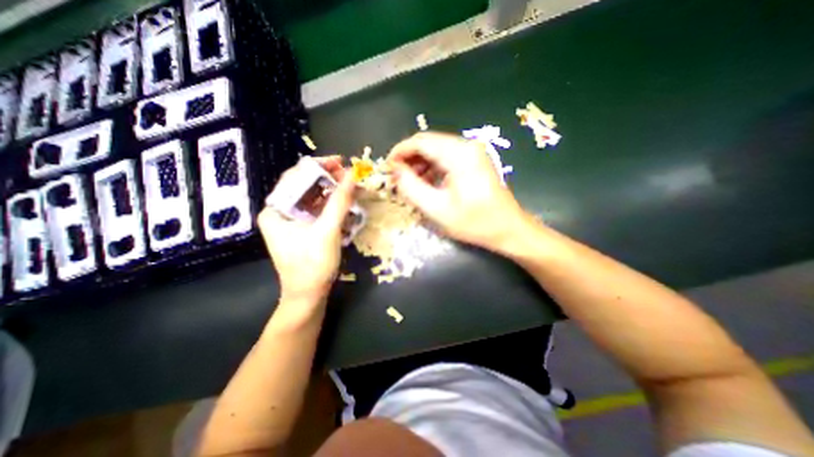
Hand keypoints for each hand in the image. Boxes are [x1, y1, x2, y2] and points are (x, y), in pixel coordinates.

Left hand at [257, 156, 352, 303]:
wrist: (308, 295)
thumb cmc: (313, 265)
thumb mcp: (327, 231)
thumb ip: (339, 202)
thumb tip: (352, 175)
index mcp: (275, 210)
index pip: (294, 177)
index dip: (318, 166)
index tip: (340, 162)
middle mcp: (280, 212)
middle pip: (304, 186)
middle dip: (328, 179)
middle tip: (349, 175)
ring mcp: (291, 221)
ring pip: (312, 197)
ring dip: (332, 191)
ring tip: (350, 187)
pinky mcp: (302, 229)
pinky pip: (317, 210)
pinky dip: (331, 205)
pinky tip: (344, 203)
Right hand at [387, 131, 528, 251]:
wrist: (508, 229)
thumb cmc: (474, 222)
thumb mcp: (437, 209)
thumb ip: (411, 187)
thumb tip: (395, 171)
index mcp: (459, 154)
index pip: (420, 141)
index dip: (399, 152)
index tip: (387, 167)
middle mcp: (466, 146)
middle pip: (428, 143)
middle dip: (409, 159)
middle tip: (397, 178)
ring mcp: (472, 152)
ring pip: (436, 149)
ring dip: (420, 164)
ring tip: (410, 183)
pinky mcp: (474, 160)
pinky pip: (446, 157)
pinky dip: (432, 167)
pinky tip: (427, 183)